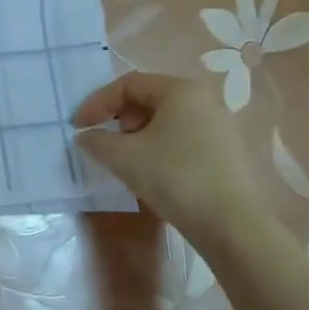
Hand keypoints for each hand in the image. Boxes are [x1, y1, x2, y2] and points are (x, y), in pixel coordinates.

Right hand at [71, 72, 264, 243]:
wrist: (230, 225)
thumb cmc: (173, 177)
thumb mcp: (123, 157)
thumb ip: (96, 140)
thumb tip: (85, 136)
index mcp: (180, 90)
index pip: (128, 84)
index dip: (97, 103)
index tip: (78, 127)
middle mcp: (203, 100)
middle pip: (147, 98)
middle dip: (118, 118)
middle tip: (105, 143)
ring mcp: (218, 126)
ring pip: (164, 120)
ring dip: (136, 135)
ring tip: (126, 160)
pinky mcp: (224, 152)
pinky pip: (181, 138)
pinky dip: (157, 147)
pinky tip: (152, 173)